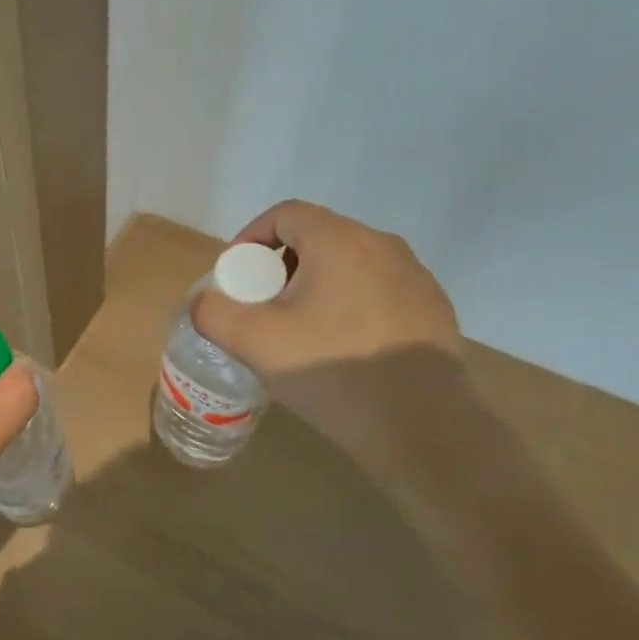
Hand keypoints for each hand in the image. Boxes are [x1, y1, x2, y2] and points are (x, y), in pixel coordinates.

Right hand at [193, 201, 464, 459]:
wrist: (420, 425)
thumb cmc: (332, 371)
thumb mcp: (253, 342)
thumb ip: (213, 312)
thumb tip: (205, 302)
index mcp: (339, 241)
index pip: (285, 214)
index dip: (250, 237)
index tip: (236, 277)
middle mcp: (383, 246)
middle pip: (317, 237)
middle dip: (280, 266)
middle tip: (262, 307)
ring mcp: (414, 276)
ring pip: (348, 265)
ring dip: (314, 286)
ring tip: (299, 331)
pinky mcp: (432, 308)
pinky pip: (377, 291)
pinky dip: (348, 305)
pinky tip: (341, 348)